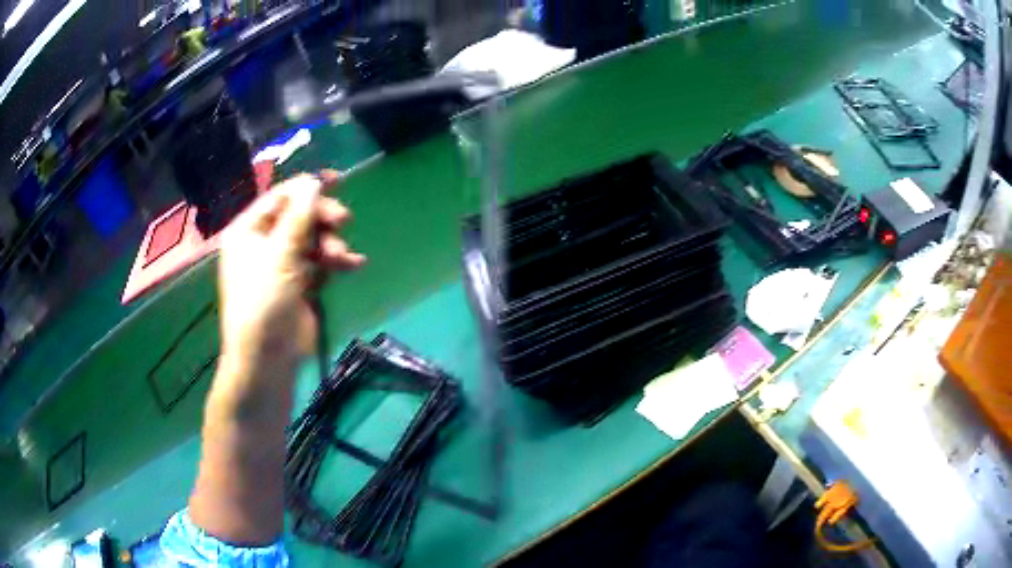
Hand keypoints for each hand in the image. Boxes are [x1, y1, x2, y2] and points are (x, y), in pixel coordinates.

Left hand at [217, 171, 364, 376]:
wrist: (268, 359)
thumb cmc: (264, 303)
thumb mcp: (279, 256)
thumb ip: (298, 217)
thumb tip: (313, 182)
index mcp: (248, 232)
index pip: (279, 198)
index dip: (306, 187)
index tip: (336, 180)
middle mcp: (264, 243)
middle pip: (298, 216)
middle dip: (321, 218)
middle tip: (343, 220)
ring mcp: (283, 264)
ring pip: (313, 239)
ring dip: (331, 243)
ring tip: (342, 257)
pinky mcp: (300, 283)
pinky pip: (321, 261)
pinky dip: (336, 262)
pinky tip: (354, 265)